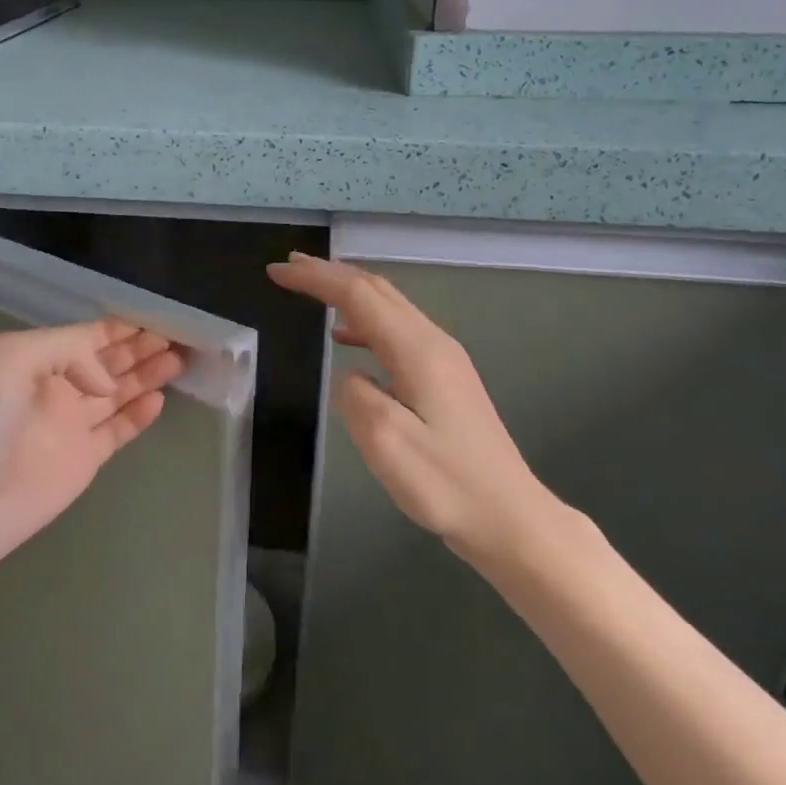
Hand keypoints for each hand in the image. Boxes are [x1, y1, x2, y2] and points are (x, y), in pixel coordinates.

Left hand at [0, 319, 186, 571]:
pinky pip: (119, 429)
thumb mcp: (11, 358)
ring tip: (180, 360)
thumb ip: (67, 350)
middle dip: (141, 347)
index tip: (158, 317)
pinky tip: (159, 399)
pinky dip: (140, 414)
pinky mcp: (84, 459)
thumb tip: (106, 380)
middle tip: (179, 337)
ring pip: (118, 392)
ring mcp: (72, 425)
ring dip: (147, 375)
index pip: (89, 336)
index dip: (122, 327)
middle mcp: (58, 387)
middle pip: (109, 361)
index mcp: (37, 359)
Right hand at [266, 253, 563, 566]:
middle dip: (330, 273)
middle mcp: (433, 342)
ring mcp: (444, 359)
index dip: (315, 279)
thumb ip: (356, 396)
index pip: (357, 296)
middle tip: (288, 267)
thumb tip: (350, 374)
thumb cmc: (446, 484)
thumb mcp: (386, 443)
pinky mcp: (446, 378)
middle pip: (377, 290)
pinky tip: (347, 338)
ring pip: (389, 307)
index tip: (275, 272)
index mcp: (417, 351)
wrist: (510, 516)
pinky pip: (397, 330)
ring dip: (348, 292)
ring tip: (312, 289)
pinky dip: (364, 320)